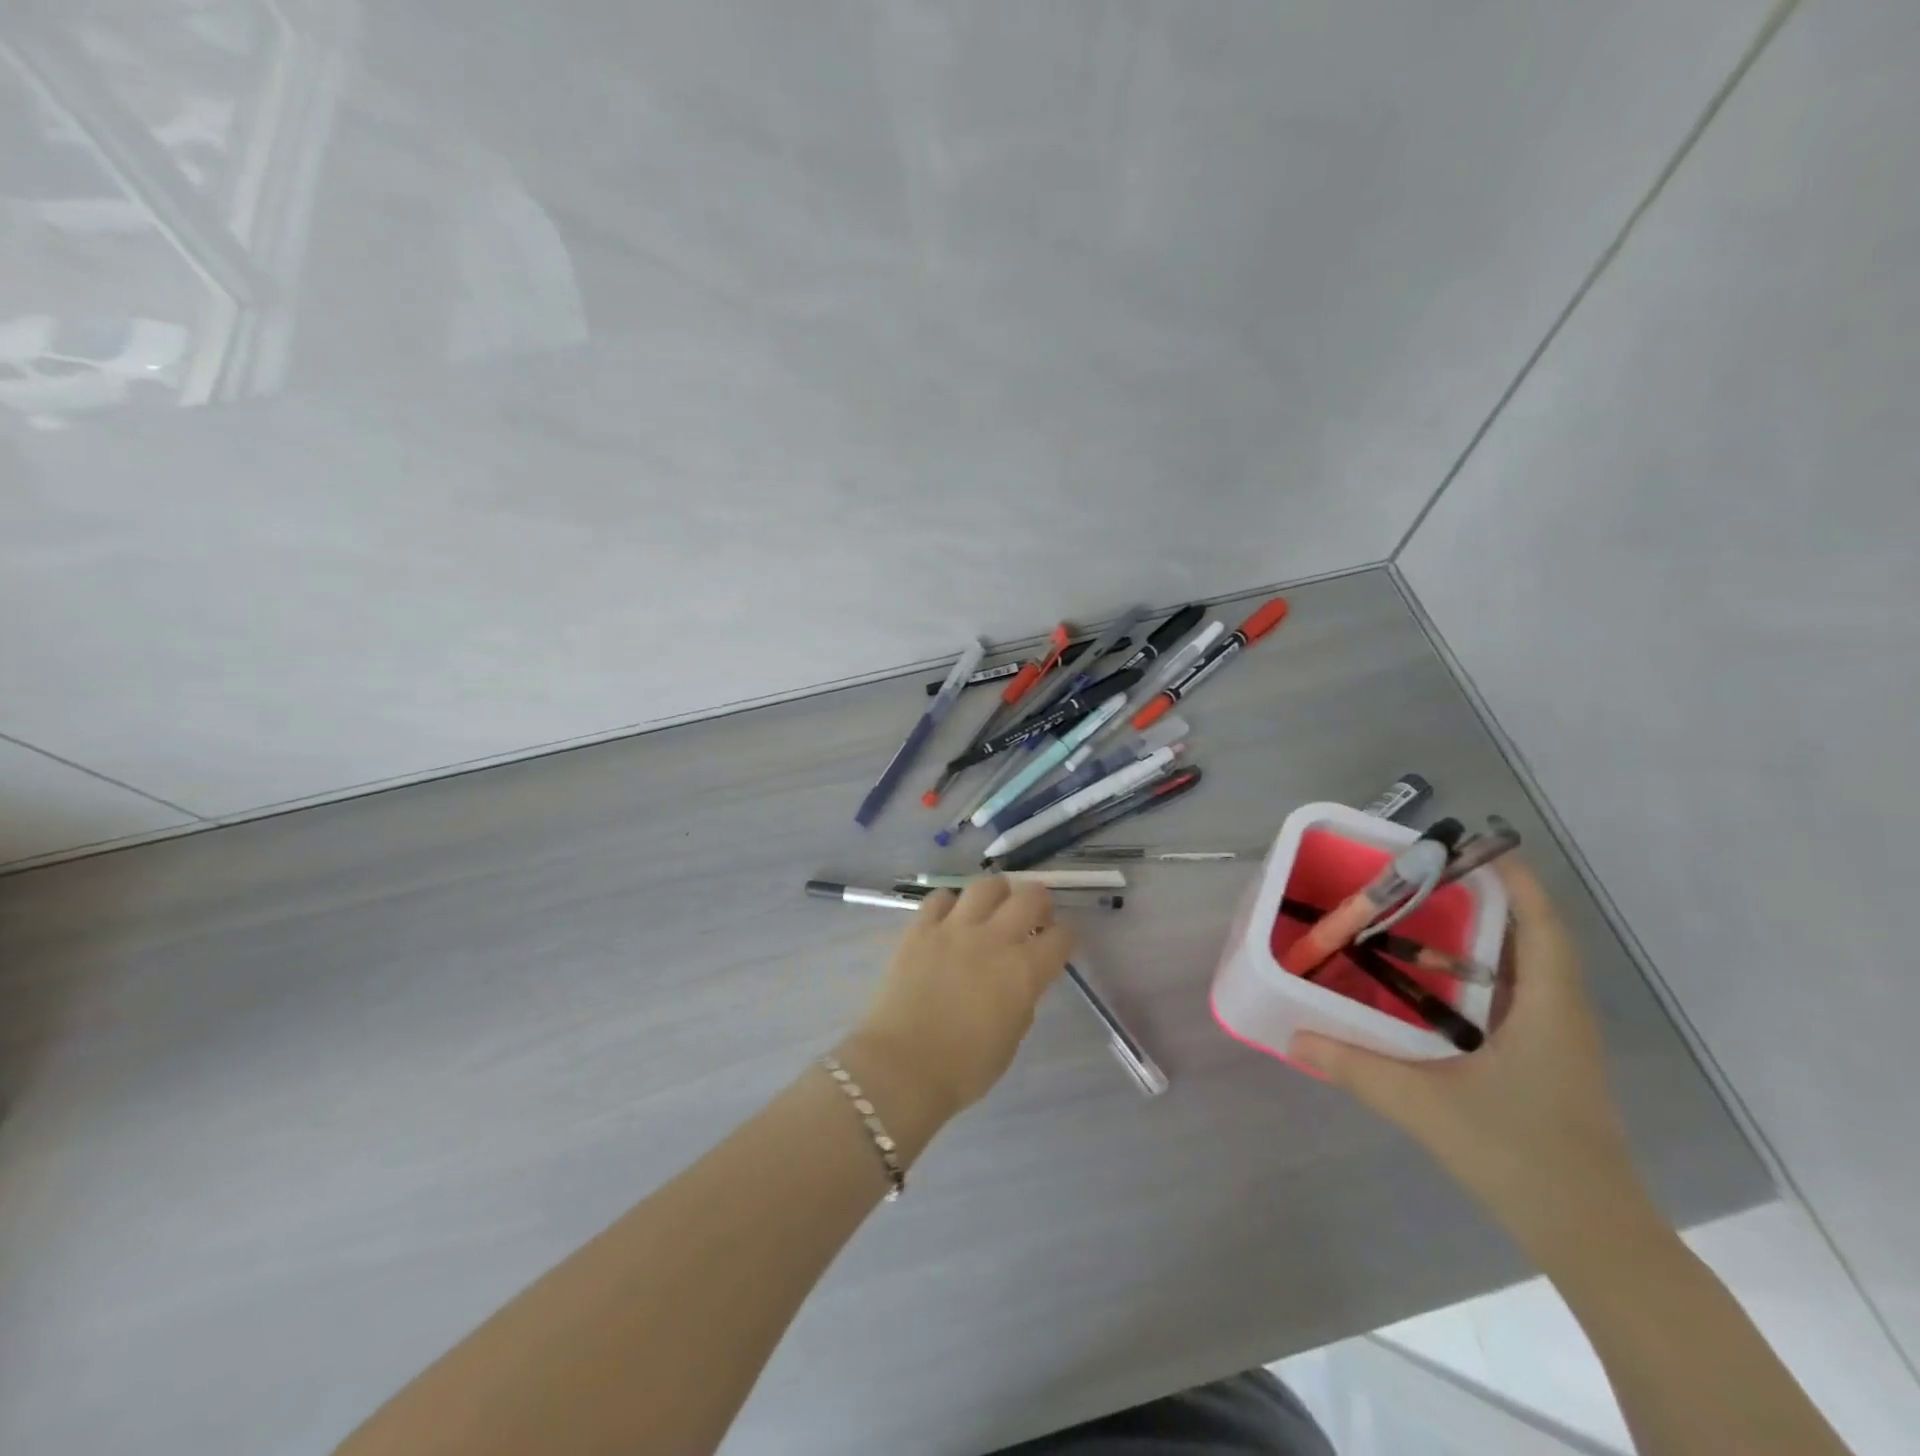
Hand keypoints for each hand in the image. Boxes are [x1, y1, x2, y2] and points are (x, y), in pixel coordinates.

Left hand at [845, 878, 1074, 1120]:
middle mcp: (994, 939)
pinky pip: (940, 898)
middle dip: (1039, 902)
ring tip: (993, 907)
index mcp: (1024, 971)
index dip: (1065, 937)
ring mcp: (954, 928)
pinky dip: (950, 904)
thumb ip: (1022, 1000)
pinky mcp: (920, 929)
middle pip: (1029, 897)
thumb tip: (1019, 981)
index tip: (1059, 943)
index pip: (1061, 937)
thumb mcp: (1011, 1038)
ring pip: (986, 886)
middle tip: (1034, 916)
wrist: (902, 1067)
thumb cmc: (964, 1069)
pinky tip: (949, 919)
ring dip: (998, 893)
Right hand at [1290, 859, 1653, 1259]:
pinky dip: (1484, 973)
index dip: (1516, 880)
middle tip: (1425, 878)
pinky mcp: (1549, 1063)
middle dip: (1488, 899)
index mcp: (1548, 1009)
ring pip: (1528, 968)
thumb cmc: (1519, 1156)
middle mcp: (1562, 1014)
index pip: (1542, 925)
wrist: (1592, 1237)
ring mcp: (1559, 1041)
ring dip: (1485, 936)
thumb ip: (1355, 1067)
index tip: (1475, 845)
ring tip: (1424, 917)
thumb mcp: (1425, 1107)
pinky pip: (1519, 997)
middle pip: (1534, 937)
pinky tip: (1438, 984)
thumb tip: (1294, 1036)